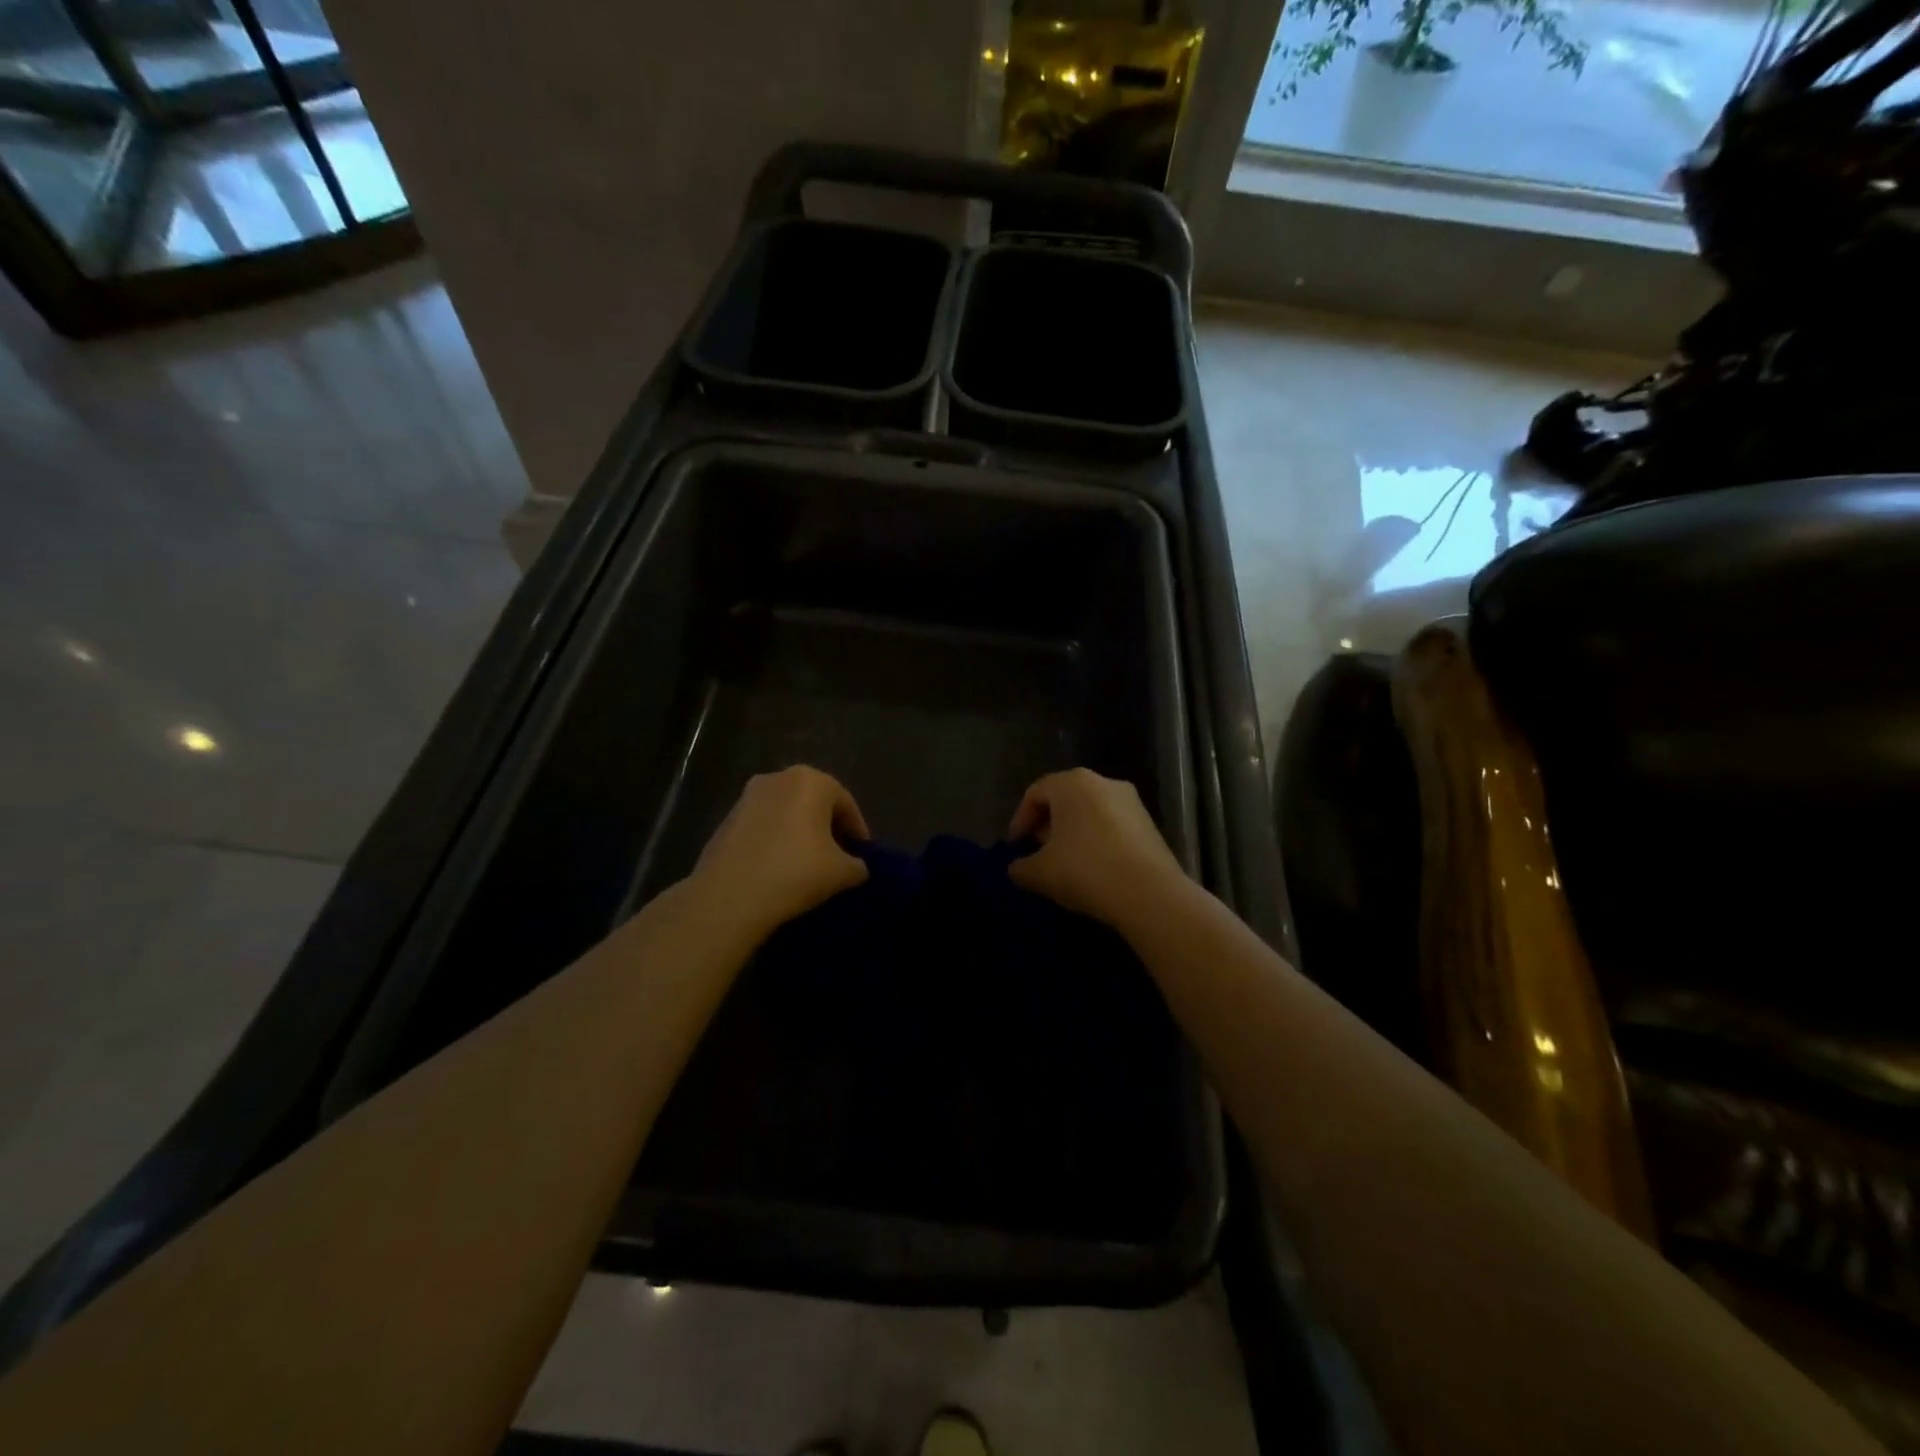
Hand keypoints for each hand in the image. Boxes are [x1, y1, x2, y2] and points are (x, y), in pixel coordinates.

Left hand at [690, 766, 869, 938]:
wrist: (728, 898)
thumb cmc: (795, 873)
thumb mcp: (843, 873)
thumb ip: (859, 865)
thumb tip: (856, 867)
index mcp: (811, 780)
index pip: (846, 804)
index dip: (858, 832)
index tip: (862, 857)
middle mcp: (777, 778)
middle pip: (814, 803)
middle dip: (828, 829)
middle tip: (838, 859)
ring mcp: (746, 798)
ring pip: (786, 814)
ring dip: (800, 835)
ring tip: (807, 867)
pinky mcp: (725, 820)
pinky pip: (763, 827)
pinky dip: (775, 842)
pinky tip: (778, 870)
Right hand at [1007, 768, 1187, 927]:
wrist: (1150, 894)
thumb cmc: (1086, 871)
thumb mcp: (1039, 873)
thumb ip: (1020, 867)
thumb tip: (1017, 868)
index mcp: (1072, 783)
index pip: (1035, 793)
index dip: (1019, 820)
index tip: (1014, 847)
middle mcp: (1103, 782)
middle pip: (1064, 798)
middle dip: (1046, 825)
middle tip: (1037, 852)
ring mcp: (1131, 801)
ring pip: (1090, 811)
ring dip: (1072, 833)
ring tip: (1064, 863)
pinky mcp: (1149, 823)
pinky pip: (1112, 825)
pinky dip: (1097, 840)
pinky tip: (1093, 868)